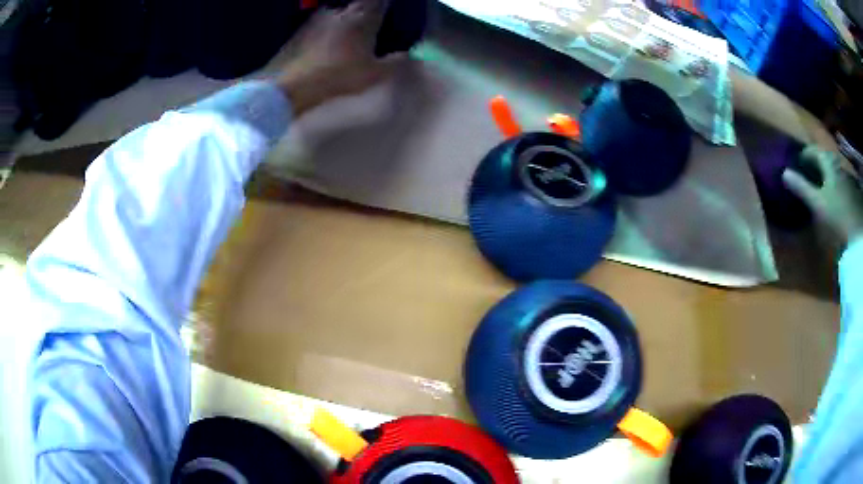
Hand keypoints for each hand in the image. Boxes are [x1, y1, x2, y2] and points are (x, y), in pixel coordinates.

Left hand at [276, 0, 402, 114]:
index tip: (389, 10)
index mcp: (363, 18)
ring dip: (345, 17)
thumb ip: (394, 63)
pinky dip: (327, 27)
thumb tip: (408, 55)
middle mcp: (341, 12)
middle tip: (371, 21)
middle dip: (367, 9)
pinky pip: (320, 22)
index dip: (385, 4)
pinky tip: (326, 41)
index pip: (379, 1)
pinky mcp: (300, 29)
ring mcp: (318, 18)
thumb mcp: (373, 75)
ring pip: (338, 11)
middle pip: (358, 3)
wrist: (290, 85)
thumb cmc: (337, 77)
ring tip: (348, 32)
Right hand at [783, 146, 862, 248]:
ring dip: (825, 173)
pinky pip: (840, 180)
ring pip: (833, 169)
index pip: (813, 150)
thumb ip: (802, 187)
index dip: (804, 154)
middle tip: (808, 173)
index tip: (797, 162)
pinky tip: (833, 195)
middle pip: (824, 158)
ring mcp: (845, 177)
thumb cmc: (837, 214)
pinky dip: (834, 183)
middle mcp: (836, 163)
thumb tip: (784, 172)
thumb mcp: (818, 203)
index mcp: (827, 162)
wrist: (858, 231)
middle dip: (816, 163)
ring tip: (820, 185)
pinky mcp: (851, 191)